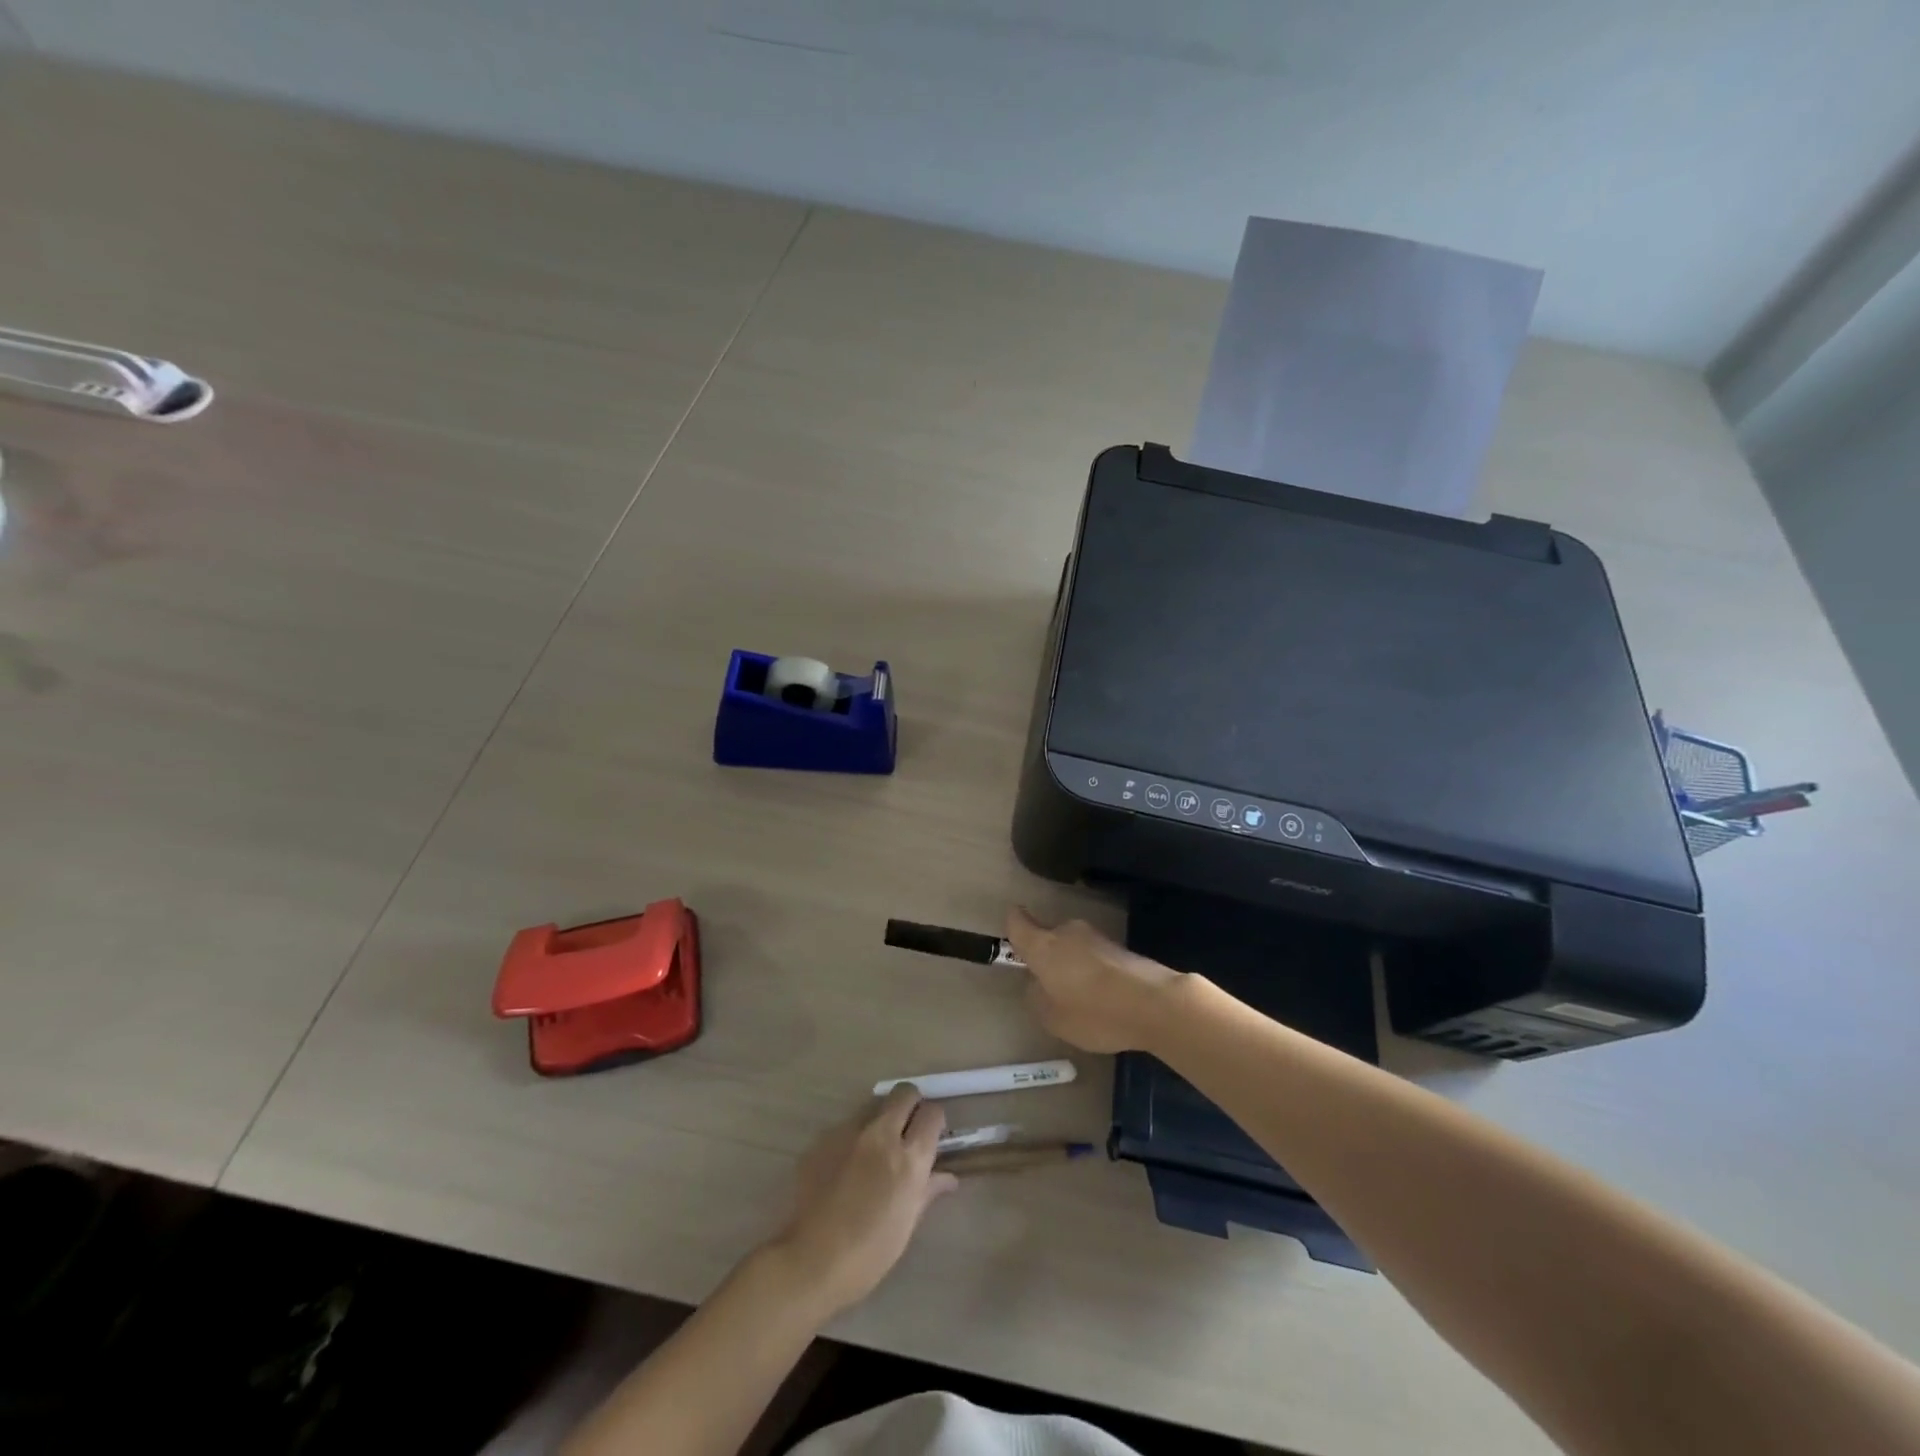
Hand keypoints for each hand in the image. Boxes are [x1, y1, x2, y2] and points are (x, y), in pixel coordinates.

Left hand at [767, 1086, 957, 1319]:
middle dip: (911, 1104)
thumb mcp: (907, 1224)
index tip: (931, 1134)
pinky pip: (846, 1127)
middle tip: (907, 1128)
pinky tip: (845, 1168)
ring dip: (880, 1119)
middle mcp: (881, 1135)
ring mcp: (849, 1133)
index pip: (932, 1113)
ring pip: (873, 1106)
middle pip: (904, 1093)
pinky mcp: (823, 1139)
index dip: (934, 1120)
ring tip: (874, 1150)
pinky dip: (853, 1139)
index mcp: (908, 1158)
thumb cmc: (869, 1253)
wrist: (811, 1262)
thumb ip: (928, 1190)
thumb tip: (947, 1177)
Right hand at [1005, 907, 1182, 1053]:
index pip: (1018, 922)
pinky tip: (1103, 997)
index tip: (1011, 930)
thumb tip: (1038, 984)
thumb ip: (1037, 998)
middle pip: (1048, 936)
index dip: (1012, 924)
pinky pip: (1096, 957)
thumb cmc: (1095, 1012)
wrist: (1156, 1004)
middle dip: (1046, 955)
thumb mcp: (1054, 1018)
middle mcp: (1068, 933)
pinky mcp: (1121, 948)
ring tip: (1079, 997)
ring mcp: (1098, 937)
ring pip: (1074, 947)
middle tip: (1048, 984)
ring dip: (1072, 964)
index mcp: (1044, 946)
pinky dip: (1094, 972)